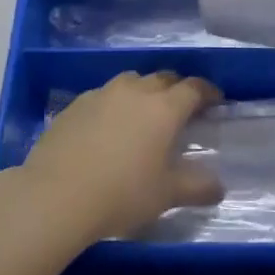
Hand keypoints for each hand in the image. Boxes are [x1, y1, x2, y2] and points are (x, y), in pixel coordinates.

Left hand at [20, 71, 225, 243]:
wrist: (56, 195)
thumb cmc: (122, 194)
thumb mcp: (166, 195)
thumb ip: (197, 187)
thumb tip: (219, 186)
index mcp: (163, 108)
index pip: (193, 88)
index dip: (208, 91)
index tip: (215, 99)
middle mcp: (134, 92)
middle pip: (162, 78)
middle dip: (176, 88)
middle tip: (181, 107)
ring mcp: (101, 95)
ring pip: (130, 82)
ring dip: (143, 91)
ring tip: (143, 112)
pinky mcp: (74, 105)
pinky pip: (103, 96)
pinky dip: (113, 105)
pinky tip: (107, 127)